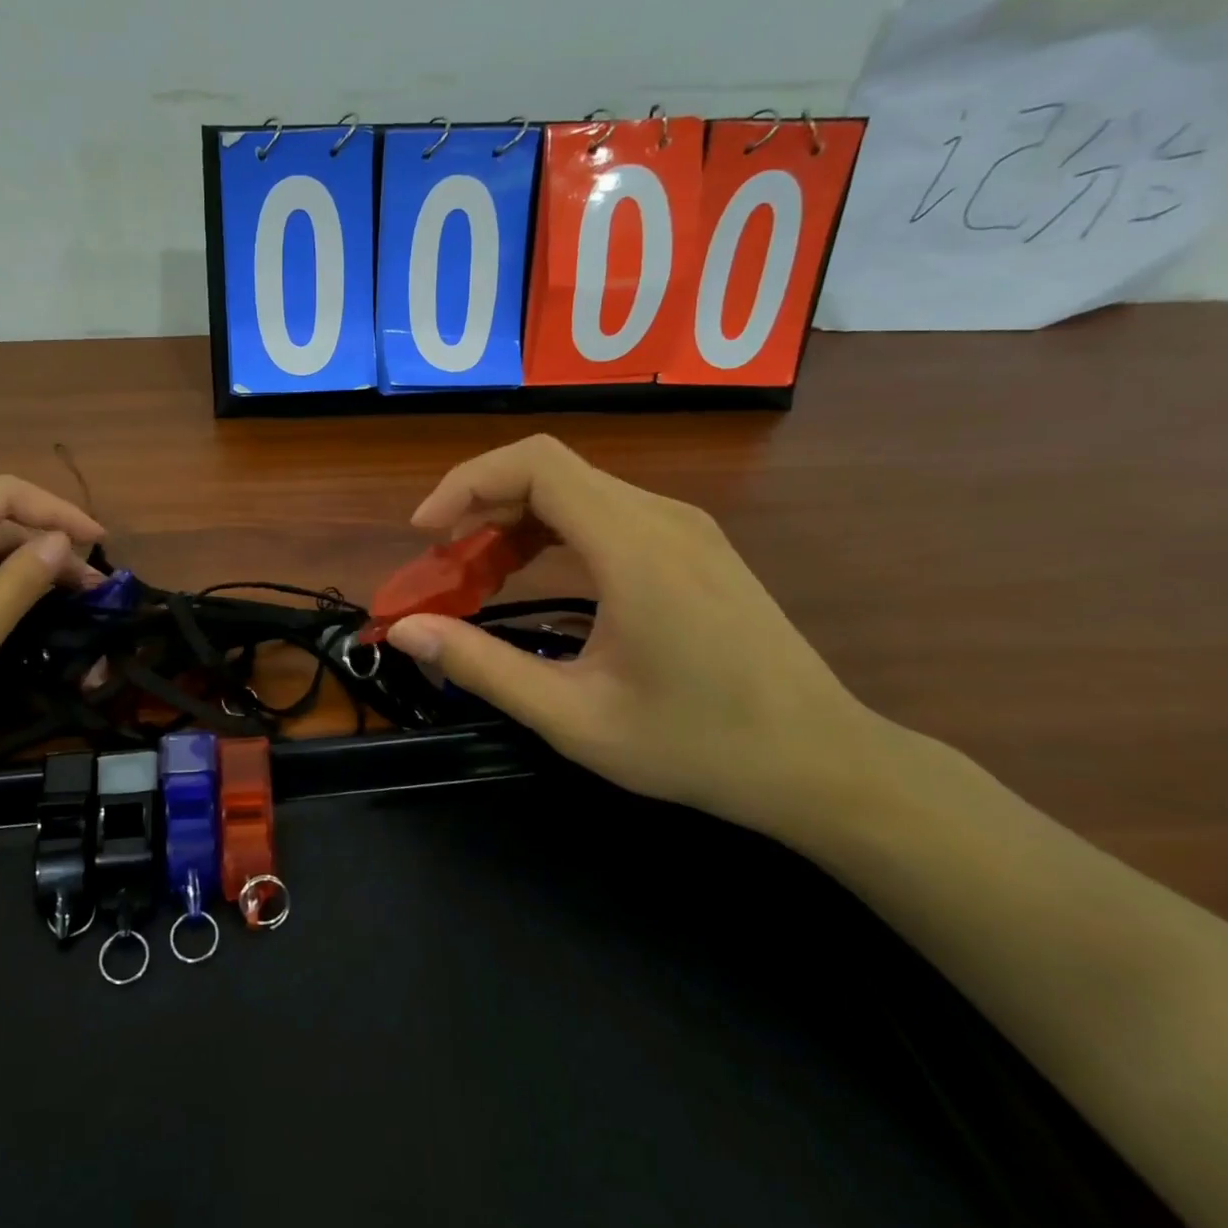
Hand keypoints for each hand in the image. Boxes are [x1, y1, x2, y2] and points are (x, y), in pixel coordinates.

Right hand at [385, 436, 884, 839]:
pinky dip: (552, 530)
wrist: (822, 762)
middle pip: (550, 470)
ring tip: (478, 573)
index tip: (426, 532)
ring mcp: (684, 526)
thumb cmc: (697, 745)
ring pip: (576, 489)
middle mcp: (662, 517)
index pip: (536, 465)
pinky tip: (534, 573)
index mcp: (635, 548)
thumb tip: (405, 629)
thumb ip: (482, 666)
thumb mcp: (573, 717)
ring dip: (514, 519)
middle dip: (481, 506)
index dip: (467, 482)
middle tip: (444, 564)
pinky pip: (605, 511)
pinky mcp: (693, 543)